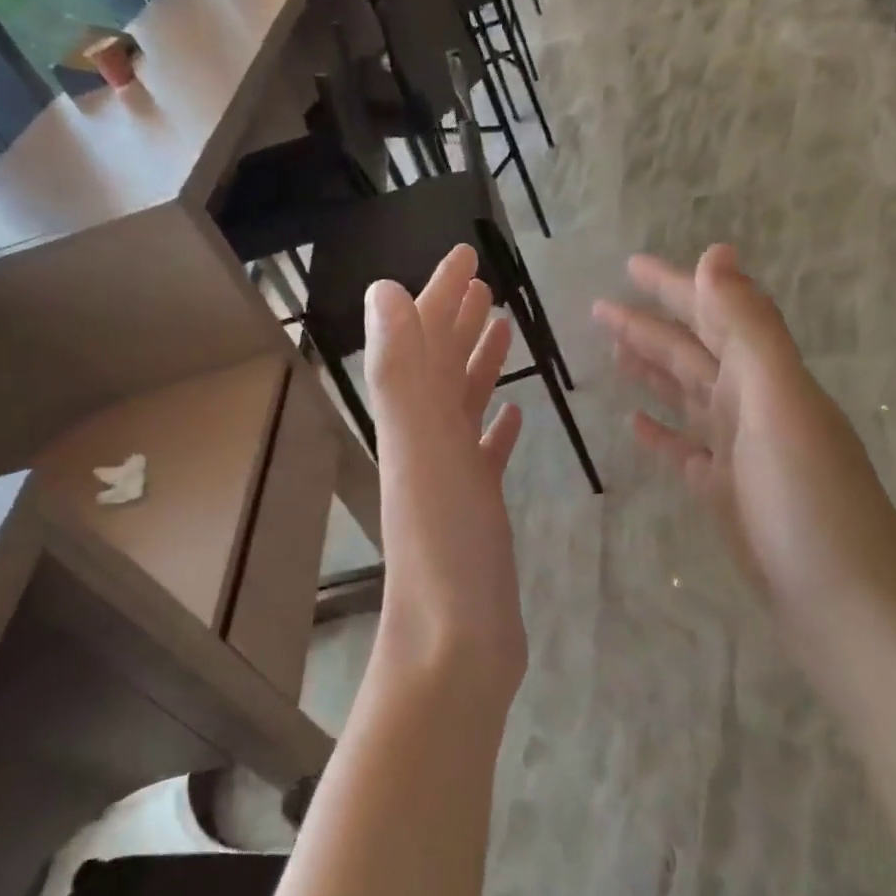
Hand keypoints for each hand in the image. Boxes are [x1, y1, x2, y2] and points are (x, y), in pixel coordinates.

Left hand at [364, 245, 527, 704]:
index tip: (467, 255)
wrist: (456, 641)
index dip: (439, 295)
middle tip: (487, 283)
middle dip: (458, 319)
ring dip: (477, 365)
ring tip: (502, 331)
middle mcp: (424, 442)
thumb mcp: (421, 449)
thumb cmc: (446, 545)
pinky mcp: (477, 510)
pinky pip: (483, 454)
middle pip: (439, 366)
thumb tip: (383, 291)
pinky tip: (511, 415)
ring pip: (462, 406)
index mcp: (410, 421)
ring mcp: (451, 477)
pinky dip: (494, 426)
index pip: (422, 340)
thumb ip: (400, 372)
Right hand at [593, 247, 895, 685]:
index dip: (672, 288)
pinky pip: (688, 451)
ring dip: (653, 373)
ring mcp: (742, 454)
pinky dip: (663, 433)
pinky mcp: (730, 496)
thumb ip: (749, 330)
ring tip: (612, 355)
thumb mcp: (780, 405)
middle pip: (694, 355)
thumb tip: (717, 253)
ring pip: (689, 399)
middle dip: (650, 328)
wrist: (845, 605)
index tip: (628, 266)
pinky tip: (635, 426)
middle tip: (599, 310)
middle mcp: (756, 407)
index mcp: (768, 378)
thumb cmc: (810, 504)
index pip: (713, 316)